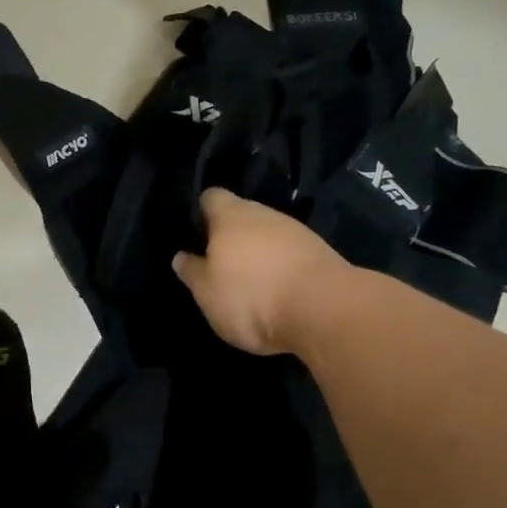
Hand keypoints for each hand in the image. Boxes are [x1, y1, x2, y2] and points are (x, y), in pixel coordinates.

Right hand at [173, 188, 350, 355]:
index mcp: (231, 215)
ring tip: (249, 279)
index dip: (201, 211)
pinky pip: (290, 252)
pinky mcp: (320, 252)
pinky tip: (277, 289)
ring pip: (268, 234)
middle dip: (231, 234)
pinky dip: (281, 266)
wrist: (325, 310)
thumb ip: (192, 272)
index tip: (194, 232)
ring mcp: (296, 230)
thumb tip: (181, 256)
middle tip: (219, 261)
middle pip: (242, 214)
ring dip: (259, 251)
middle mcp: (264, 213)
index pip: (211, 197)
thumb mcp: (207, 292)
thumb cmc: (252, 297)